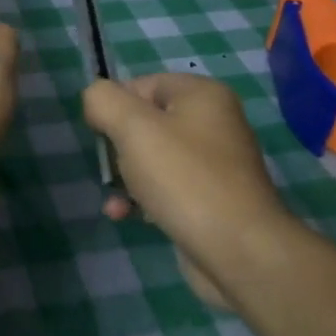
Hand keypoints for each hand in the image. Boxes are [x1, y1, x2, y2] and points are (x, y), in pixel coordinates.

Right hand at [83, 74, 292, 305]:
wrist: (239, 251)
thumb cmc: (184, 179)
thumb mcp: (133, 128)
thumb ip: (104, 100)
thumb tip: (95, 98)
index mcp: (202, 95)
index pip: (142, 84)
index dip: (114, 107)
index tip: (100, 135)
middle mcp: (213, 122)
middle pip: (146, 123)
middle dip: (119, 147)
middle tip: (111, 169)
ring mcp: (214, 164)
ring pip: (153, 158)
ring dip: (126, 177)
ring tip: (116, 201)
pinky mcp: (211, 200)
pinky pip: (167, 188)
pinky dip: (143, 198)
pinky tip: (125, 216)